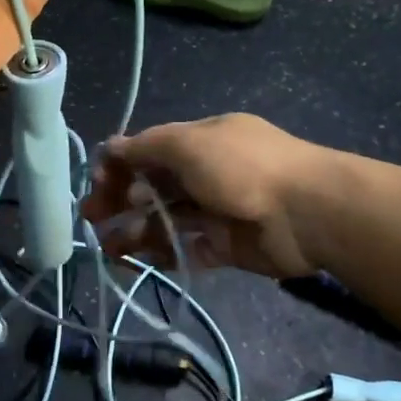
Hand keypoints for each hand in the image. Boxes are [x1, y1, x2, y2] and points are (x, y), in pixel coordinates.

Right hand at [85, 114, 325, 277]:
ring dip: (135, 230)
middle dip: (120, 200)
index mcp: (201, 141)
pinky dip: (162, 253)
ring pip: (166, 220)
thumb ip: (146, 147)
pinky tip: (138, 260)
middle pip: (154, 186)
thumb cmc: (242, 168)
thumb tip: (110, 147)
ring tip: (109, 247)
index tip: (98, 183)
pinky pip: (187, 249)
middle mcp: (207, 172)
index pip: (150, 150)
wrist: (309, 213)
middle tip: (91, 218)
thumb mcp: (188, 144)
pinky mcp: (226, 246)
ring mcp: (217, 210)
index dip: (121, 164)